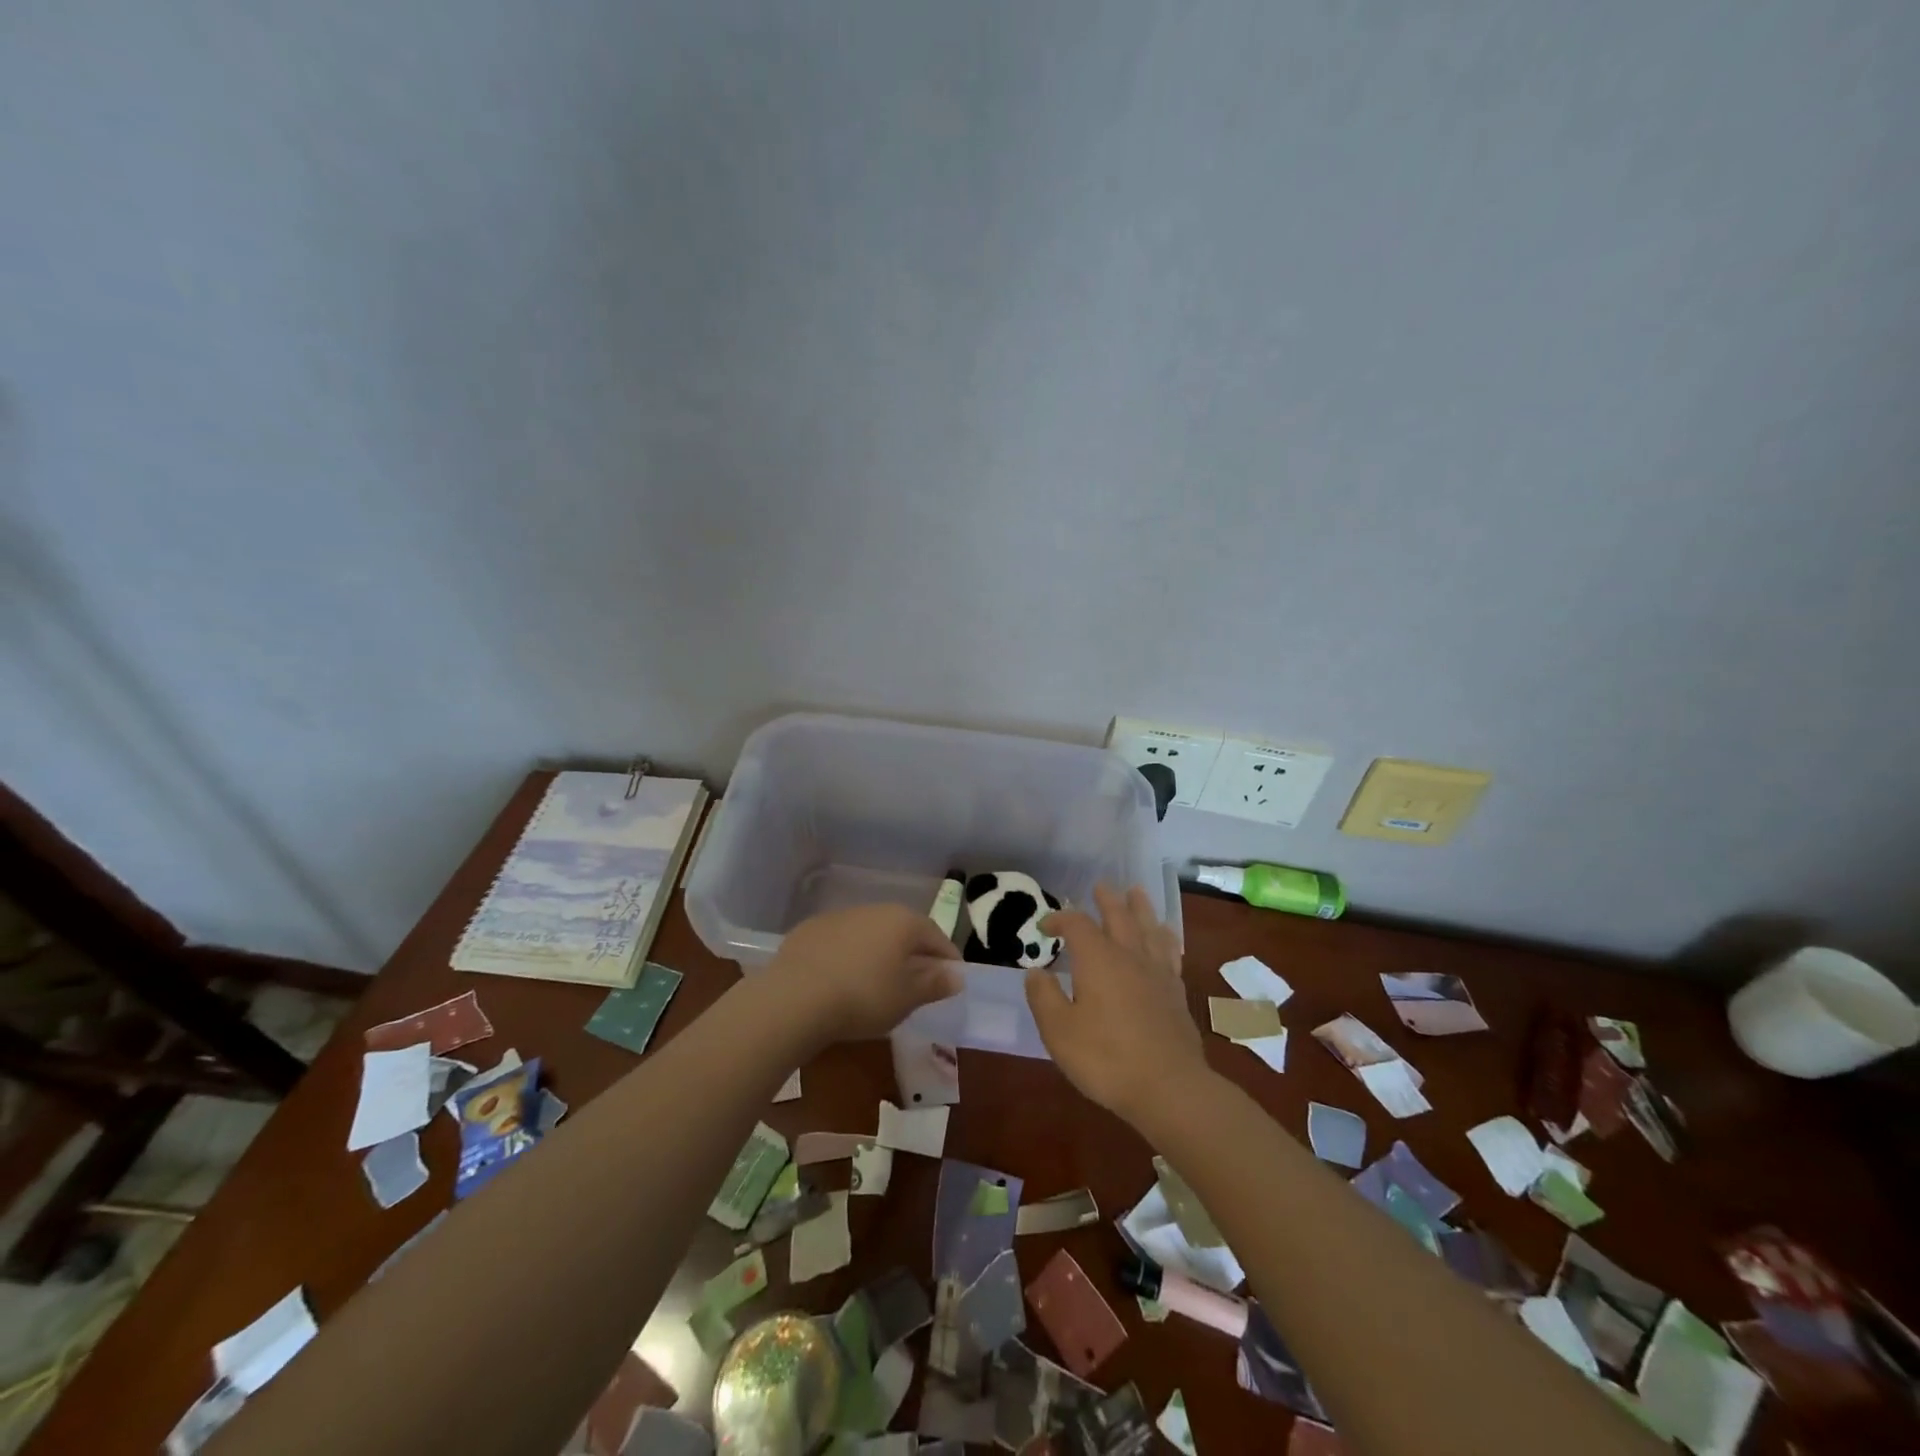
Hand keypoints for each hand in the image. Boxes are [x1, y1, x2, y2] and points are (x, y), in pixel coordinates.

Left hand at [766, 904, 963, 1044]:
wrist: (795, 998)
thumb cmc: (864, 997)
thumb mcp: (907, 998)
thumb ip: (935, 983)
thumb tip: (956, 975)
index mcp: (904, 921)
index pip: (937, 936)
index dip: (947, 960)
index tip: (951, 981)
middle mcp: (874, 909)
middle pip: (903, 931)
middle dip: (913, 955)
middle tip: (916, 985)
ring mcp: (839, 916)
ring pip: (871, 934)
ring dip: (879, 954)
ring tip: (877, 985)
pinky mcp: (810, 930)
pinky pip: (841, 942)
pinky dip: (849, 957)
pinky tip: (842, 981)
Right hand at [1025, 884, 1210, 1125]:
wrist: (1168, 1087)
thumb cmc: (1106, 1058)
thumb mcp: (1058, 1031)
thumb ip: (1044, 997)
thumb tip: (1036, 972)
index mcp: (1097, 959)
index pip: (1076, 924)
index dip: (1059, 919)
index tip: (1045, 926)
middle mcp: (1129, 956)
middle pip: (1119, 916)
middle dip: (1107, 900)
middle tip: (1100, 886)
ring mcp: (1157, 973)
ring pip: (1148, 928)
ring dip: (1140, 908)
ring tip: (1136, 893)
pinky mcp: (1176, 993)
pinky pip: (1170, 952)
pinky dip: (1165, 937)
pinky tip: (1165, 937)